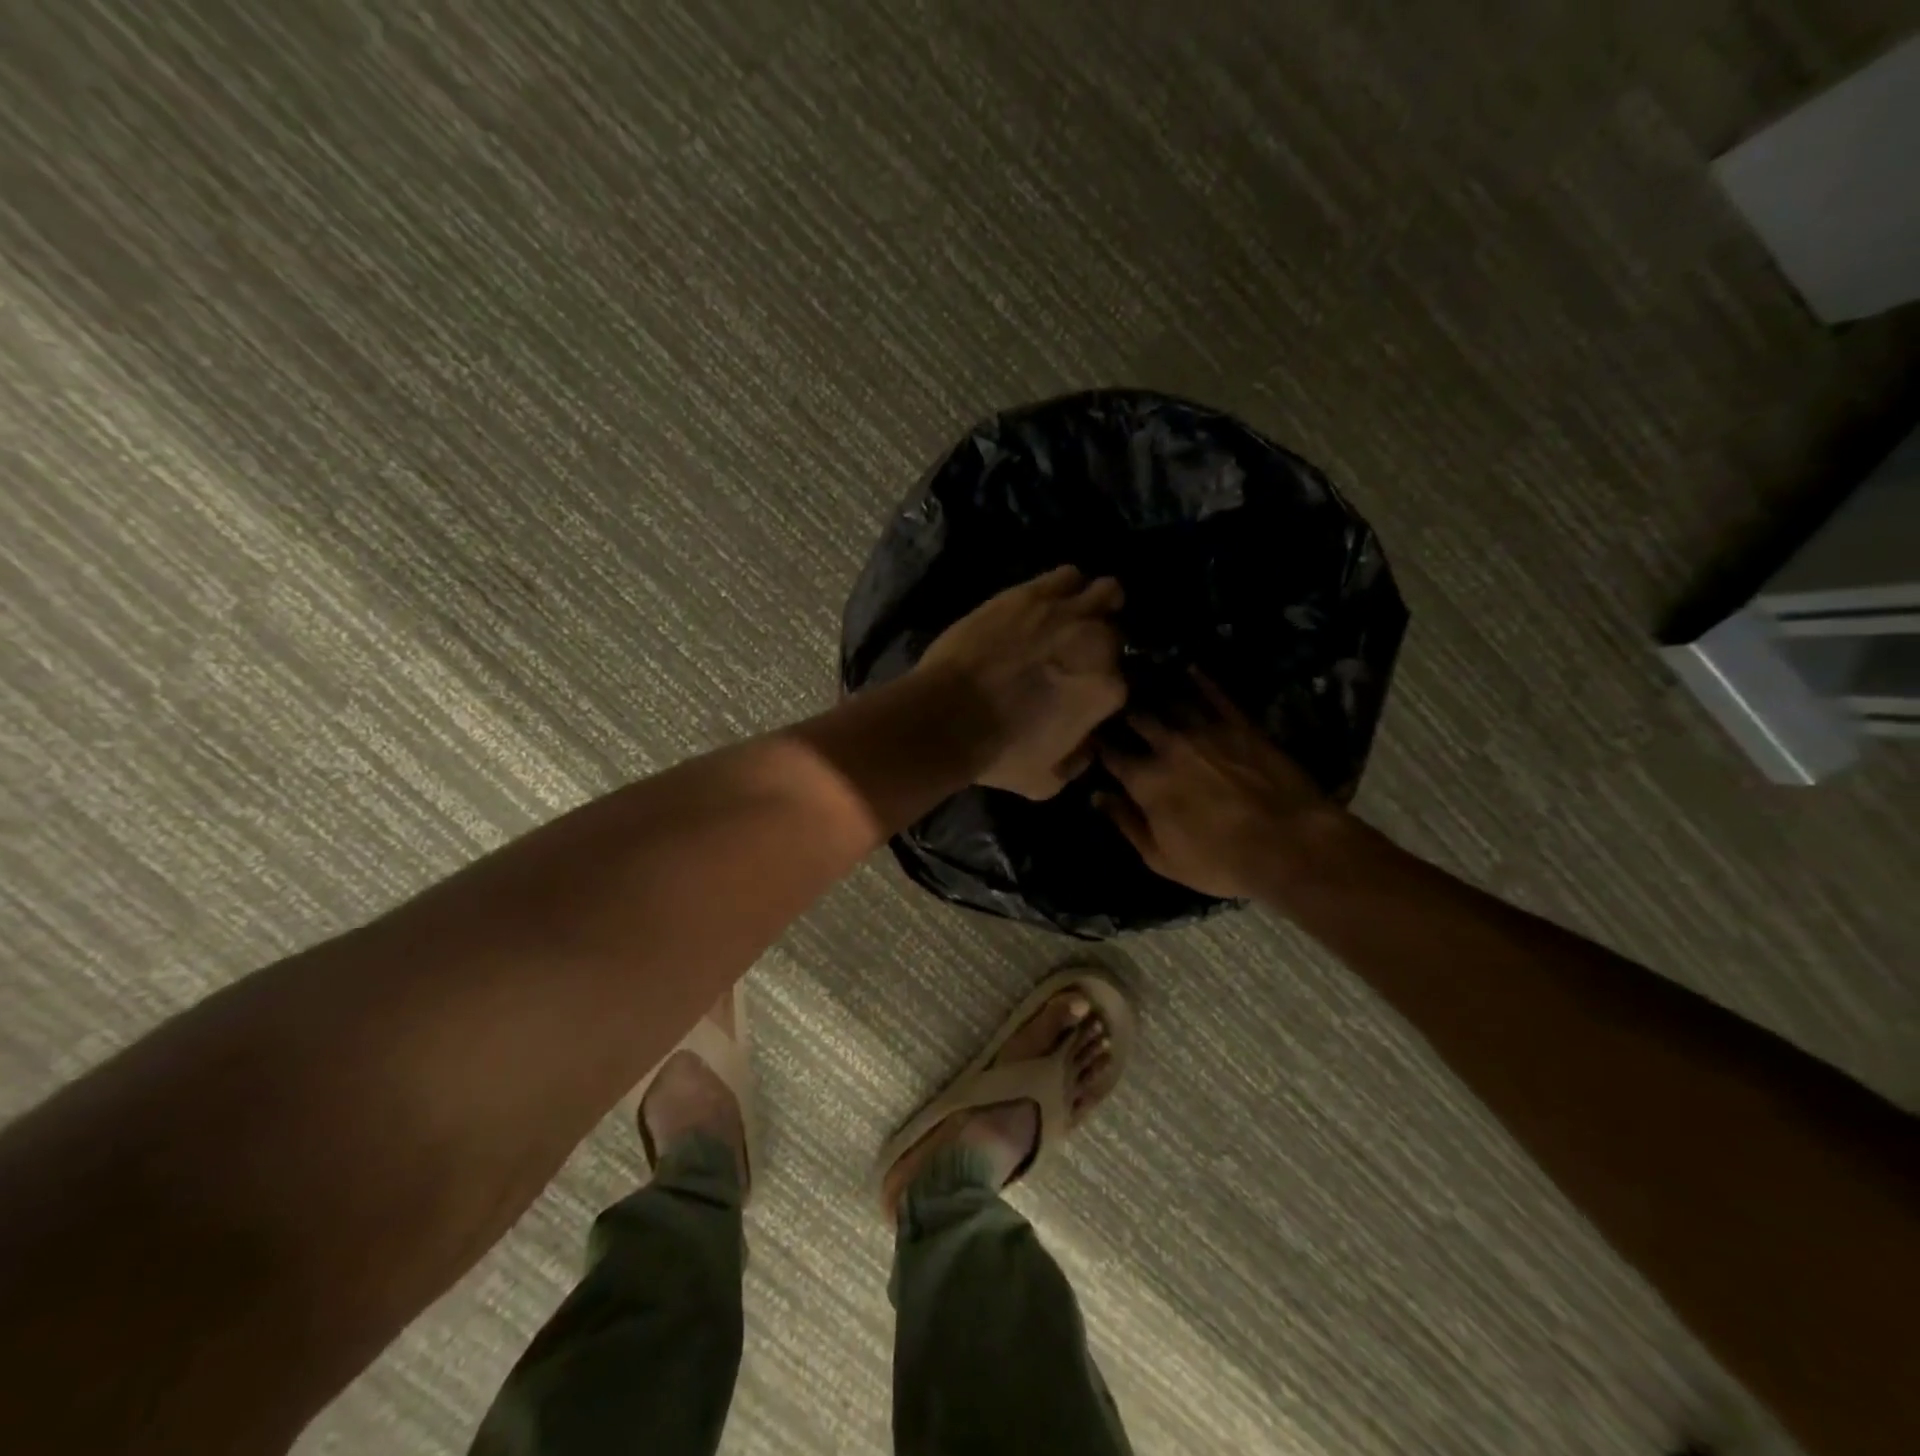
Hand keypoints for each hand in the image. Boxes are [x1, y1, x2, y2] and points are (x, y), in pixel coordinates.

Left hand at [917, 566, 1125, 798]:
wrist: (947, 716)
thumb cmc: (998, 753)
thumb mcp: (1046, 782)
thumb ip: (1077, 763)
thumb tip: (1087, 746)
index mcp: (1108, 689)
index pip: (1123, 682)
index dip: (1103, 688)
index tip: (1085, 693)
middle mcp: (1098, 643)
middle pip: (1115, 634)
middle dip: (1102, 644)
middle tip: (1076, 655)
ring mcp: (1065, 612)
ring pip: (1105, 592)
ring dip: (1097, 603)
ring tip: (1077, 615)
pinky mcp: (1030, 593)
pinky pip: (1067, 575)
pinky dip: (1066, 586)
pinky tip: (1051, 599)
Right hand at [1095, 672, 1344, 897]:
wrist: (1289, 845)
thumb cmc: (1220, 862)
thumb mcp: (1161, 858)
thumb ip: (1126, 823)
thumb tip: (1098, 797)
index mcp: (1146, 781)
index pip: (1112, 755)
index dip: (1099, 746)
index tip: (1092, 739)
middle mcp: (1169, 746)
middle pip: (1138, 719)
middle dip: (1125, 713)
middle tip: (1118, 706)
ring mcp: (1206, 730)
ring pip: (1172, 701)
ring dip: (1156, 693)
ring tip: (1147, 683)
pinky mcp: (1241, 724)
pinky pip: (1216, 694)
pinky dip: (1201, 680)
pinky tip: (1191, 669)